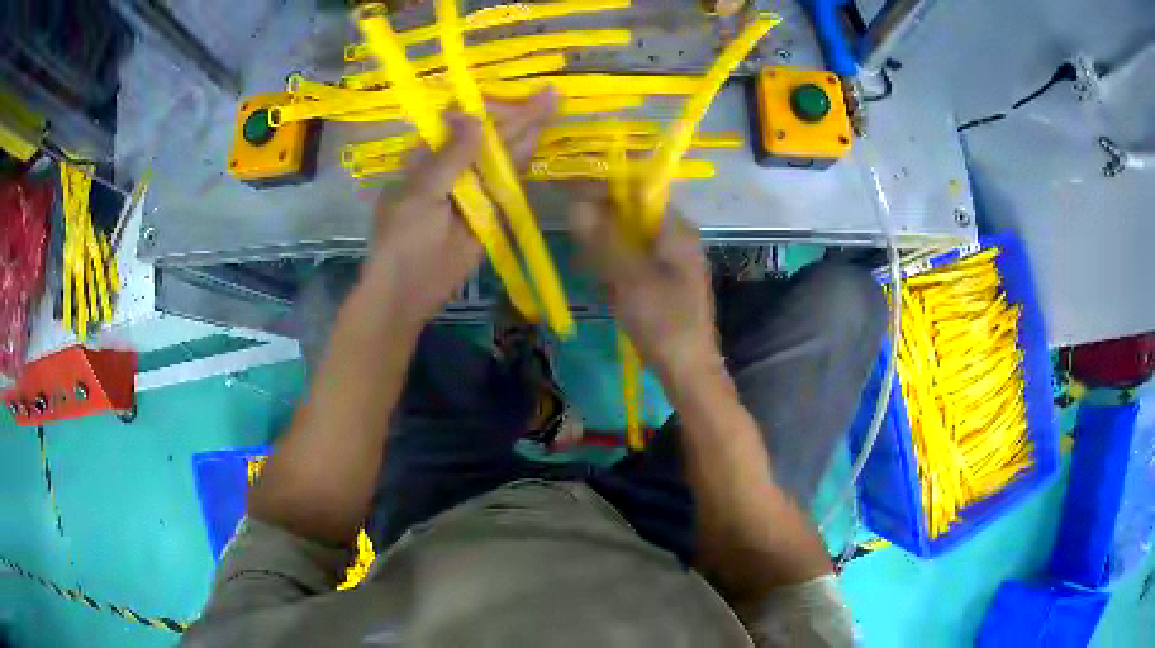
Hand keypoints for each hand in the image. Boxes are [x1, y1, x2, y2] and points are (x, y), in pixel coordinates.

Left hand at [362, 91, 555, 327]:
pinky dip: (524, 164)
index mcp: (429, 156)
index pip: (461, 122)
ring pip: (502, 156)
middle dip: (517, 116)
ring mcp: (473, 188)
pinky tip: (541, 141)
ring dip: (526, 133)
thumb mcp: (420, 194)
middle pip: (488, 136)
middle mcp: (453, 166)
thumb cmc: (403, 238)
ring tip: (552, 106)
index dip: (487, 106)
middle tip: (548, 95)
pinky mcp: (490, 210)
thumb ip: (449, 157)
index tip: (513, 93)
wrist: (410, 290)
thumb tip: (473, 116)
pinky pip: (508, 184)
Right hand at [569, 195, 722, 385]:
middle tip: (585, 253)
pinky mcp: (662, 283)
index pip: (637, 193)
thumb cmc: (664, 322)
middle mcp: (676, 239)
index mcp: (676, 230)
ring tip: (599, 280)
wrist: (688, 371)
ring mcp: (670, 262)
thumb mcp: (630, 277)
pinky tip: (608, 292)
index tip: (573, 204)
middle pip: (630, 217)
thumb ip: (605, 238)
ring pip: (627, 242)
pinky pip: (631, 264)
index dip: (604, 192)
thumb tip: (577, 202)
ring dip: (606, 254)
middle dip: (603, 229)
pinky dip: (615, 272)